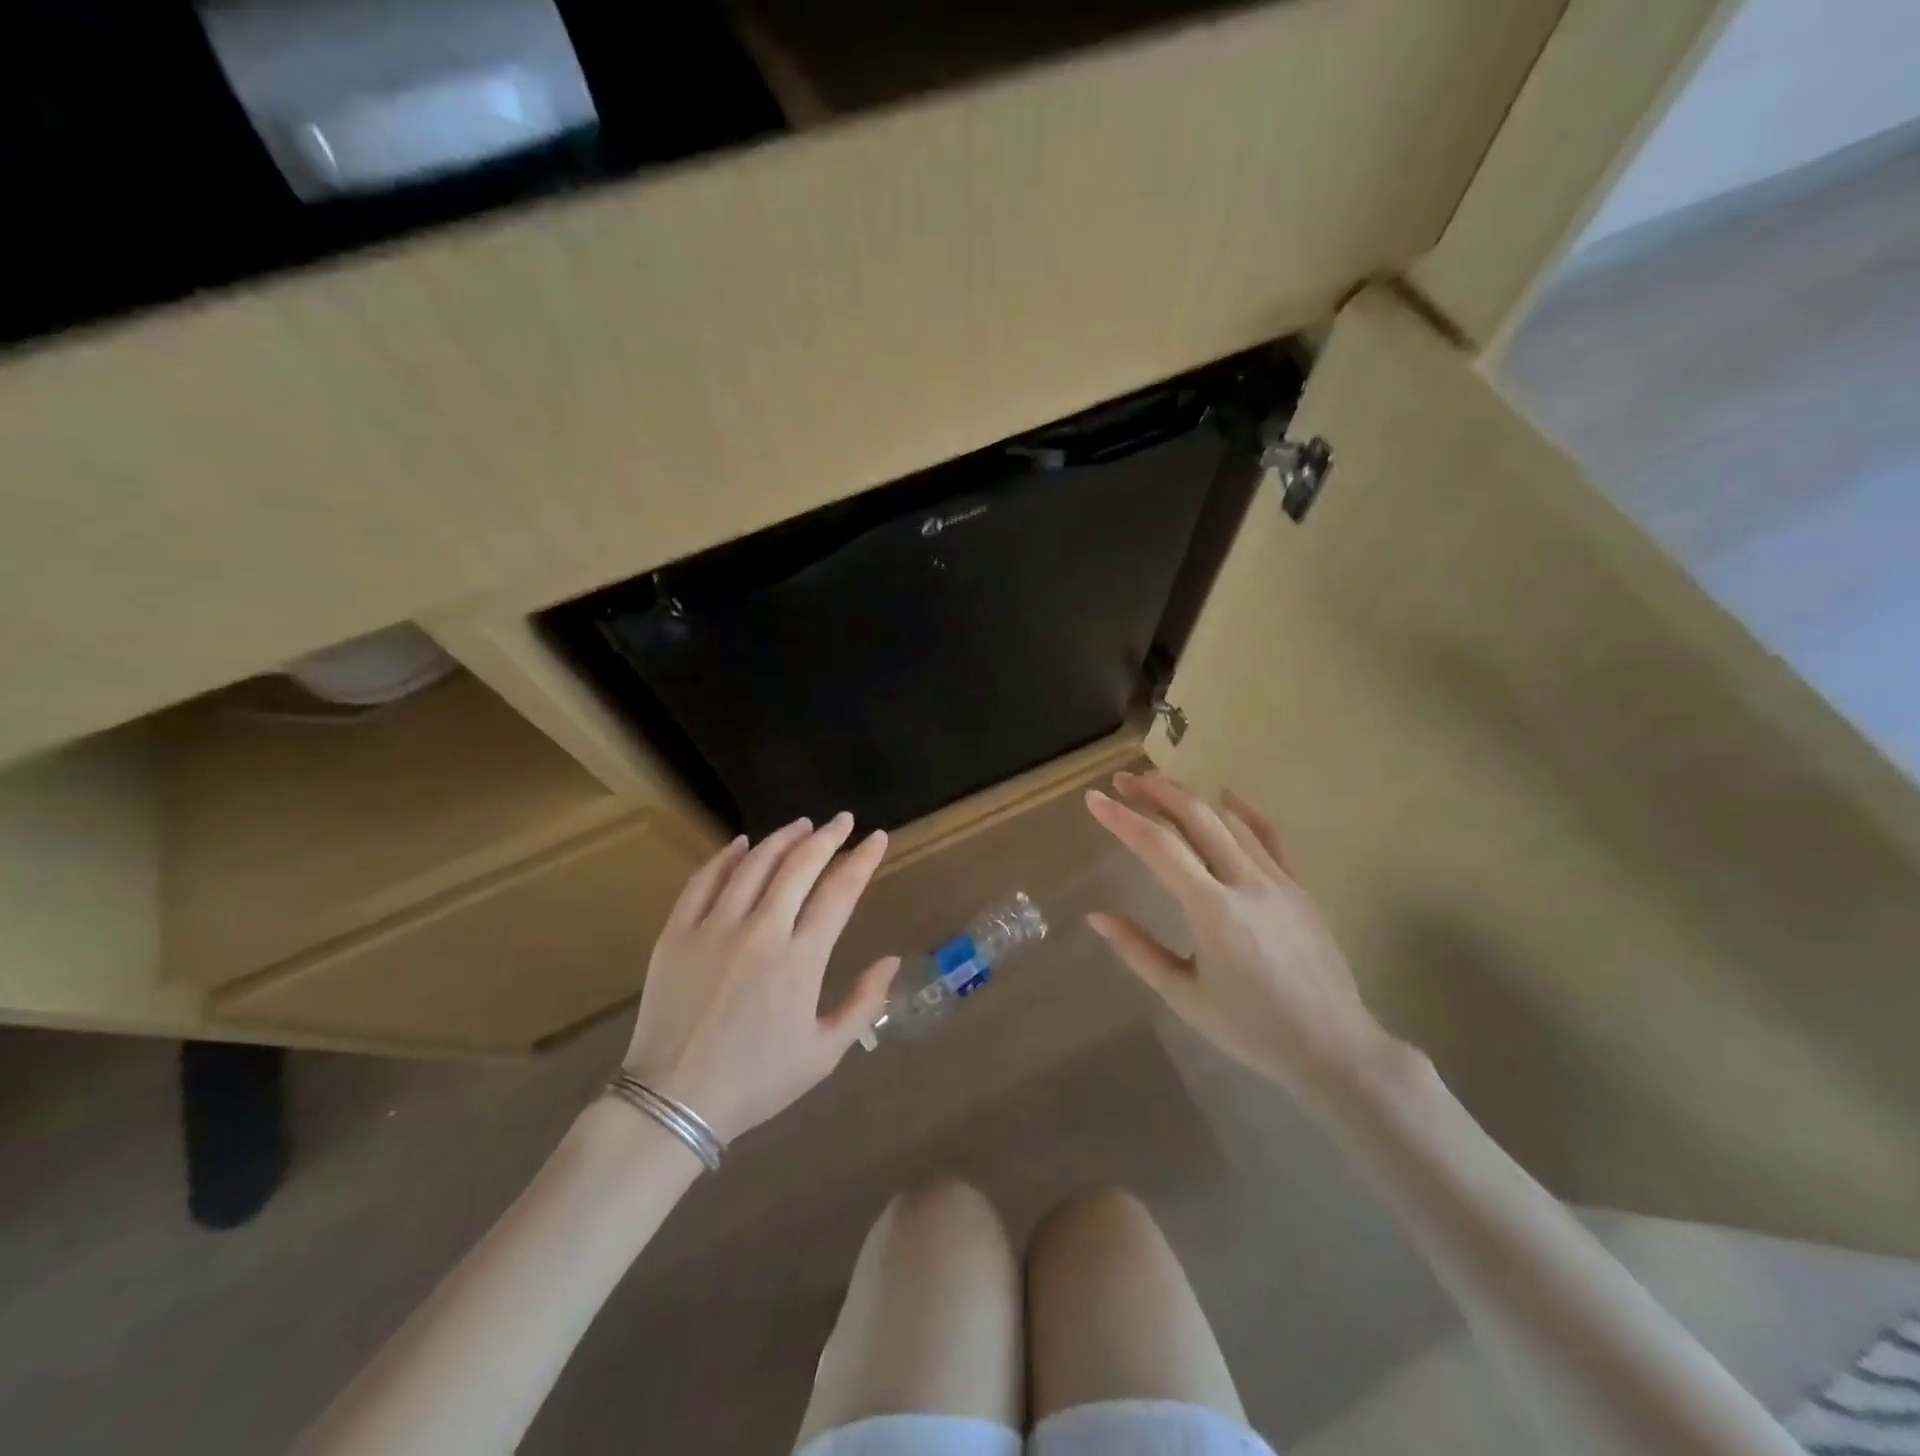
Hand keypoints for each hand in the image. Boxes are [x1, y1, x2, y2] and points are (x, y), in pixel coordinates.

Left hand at [624, 813, 899, 1142]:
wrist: (673, 1102)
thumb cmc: (756, 1081)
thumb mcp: (824, 1053)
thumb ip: (864, 1003)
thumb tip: (892, 961)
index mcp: (800, 960)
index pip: (840, 892)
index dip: (862, 860)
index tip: (877, 838)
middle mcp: (761, 931)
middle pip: (799, 866)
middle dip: (827, 837)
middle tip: (843, 821)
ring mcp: (714, 928)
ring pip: (753, 864)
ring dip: (782, 839)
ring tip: (802, 825)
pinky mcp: (677, 933)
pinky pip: (703, 881)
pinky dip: (725, 857)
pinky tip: (741, 844)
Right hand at [1084, 771, 1400, 1091]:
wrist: (1334, 1048)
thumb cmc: (1252, 1029)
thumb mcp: (1185, 996)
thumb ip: (1139, 951)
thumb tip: (1097, 917)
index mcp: (1212, 911)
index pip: (1159, 847)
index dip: (1122, 819)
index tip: (1094, 799)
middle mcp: (1246, 883)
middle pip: (1196, 818)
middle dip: (1155, 792)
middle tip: (1123, 780)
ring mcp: (1279, 881)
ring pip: (1230, 821)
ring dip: (1191, 797)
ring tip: (1160, 786)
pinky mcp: (1301, 888)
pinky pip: (1272, 837)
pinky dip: (1246, 812)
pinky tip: (1227, 796)